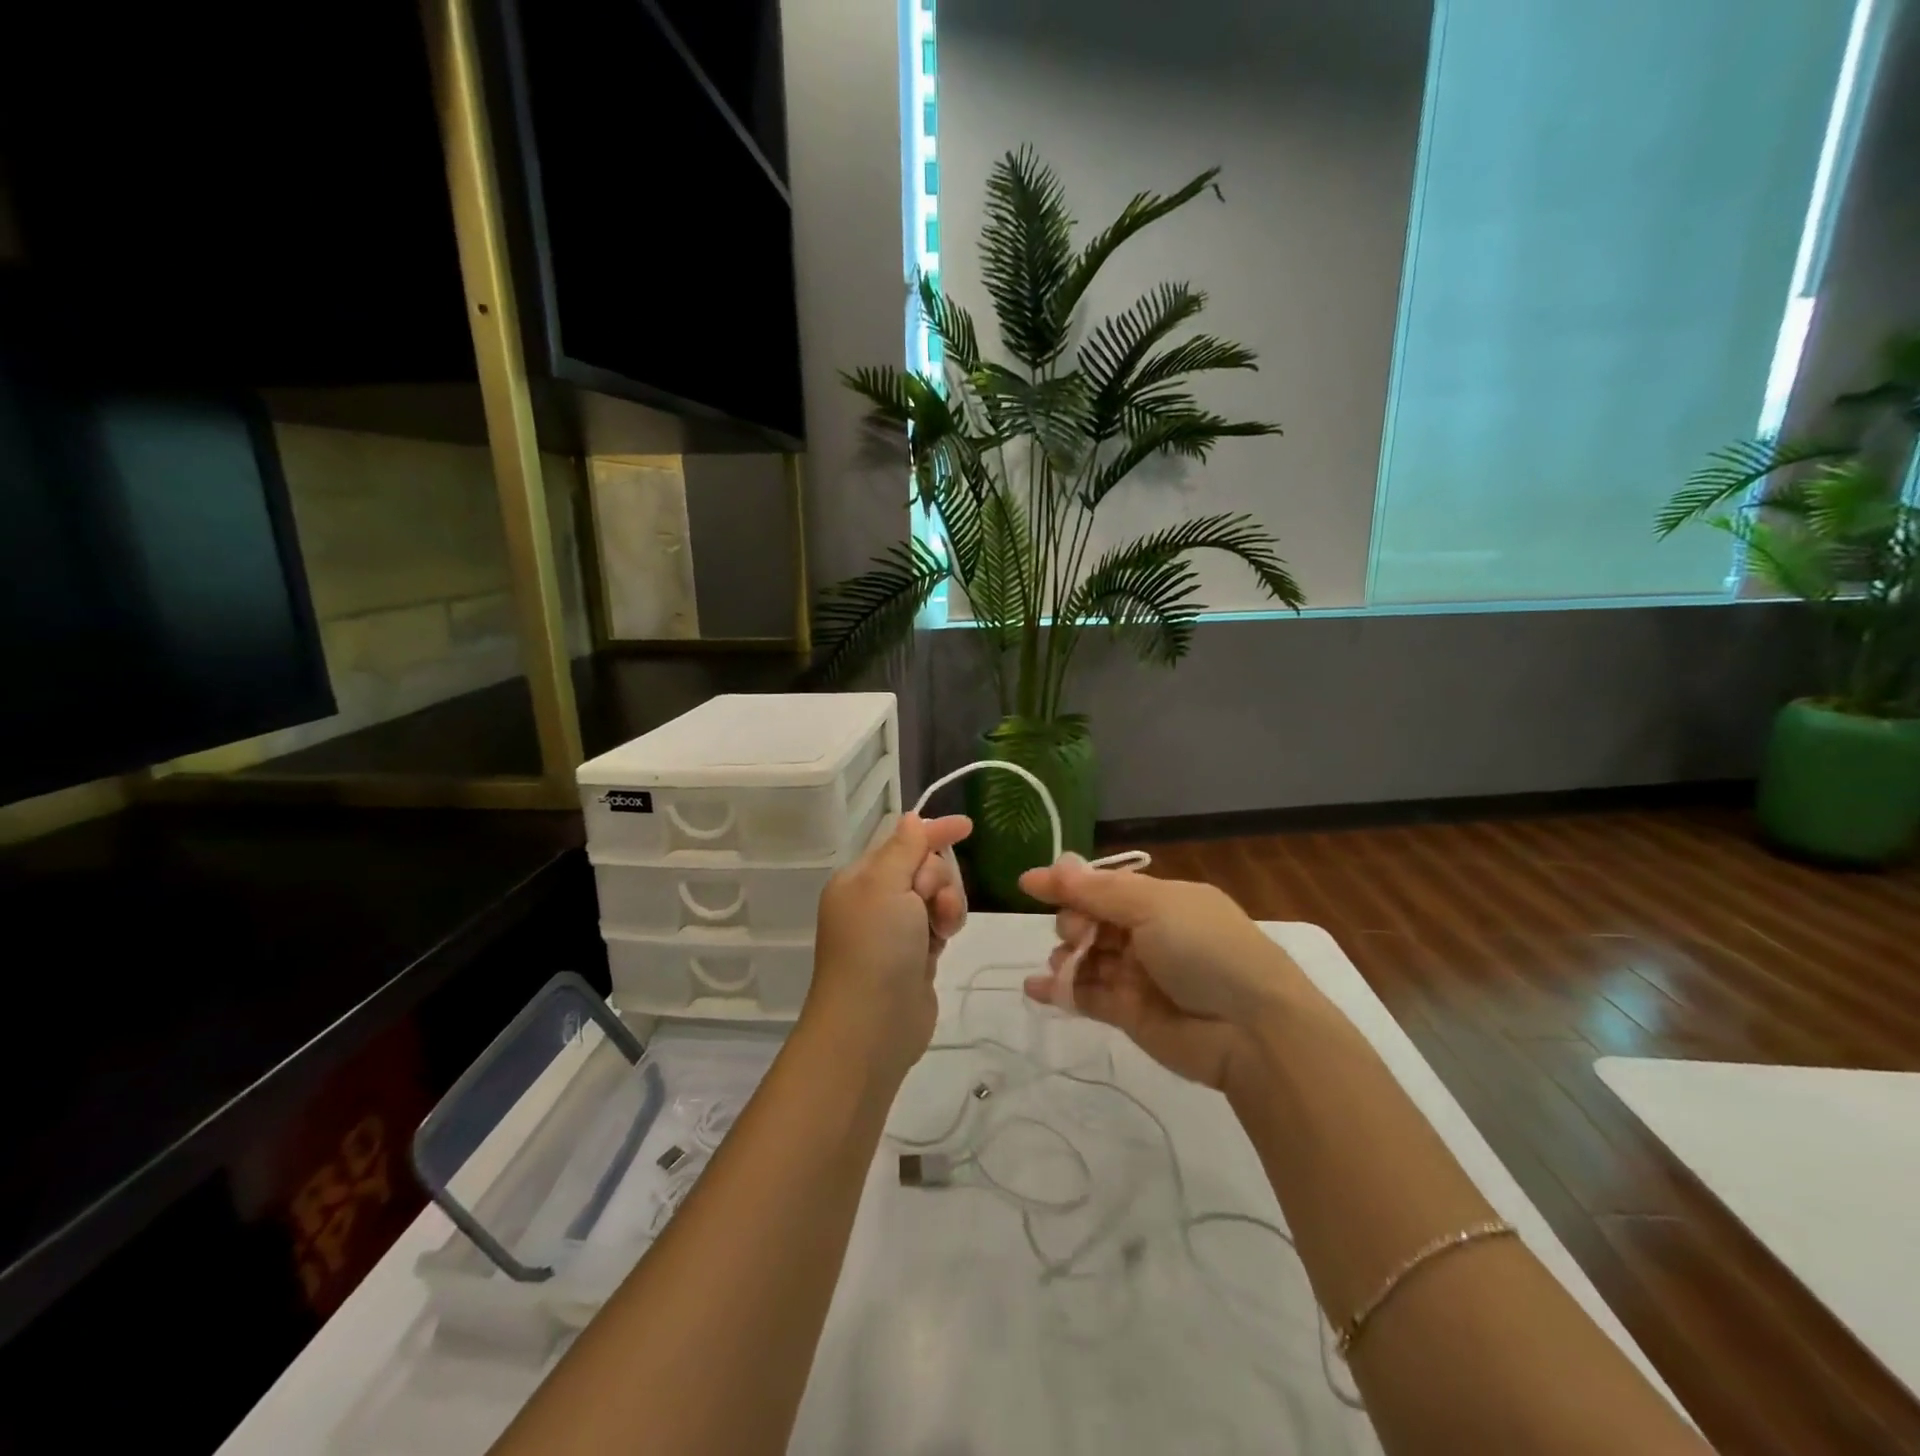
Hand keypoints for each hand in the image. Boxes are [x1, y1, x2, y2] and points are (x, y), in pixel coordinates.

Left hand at [806, 812, 971, 1081]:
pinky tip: (940, 945)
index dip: (934, 831)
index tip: (967, 825)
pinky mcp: (914, 956)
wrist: (871, 1027)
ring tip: (939, 931)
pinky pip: (939, 925)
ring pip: (937, 897)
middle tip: (928, 904)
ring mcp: (895, 930)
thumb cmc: (875, 948)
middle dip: (937, 879)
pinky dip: (945, 928)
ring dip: (946, 905)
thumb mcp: (885, 885)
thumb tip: (911, 818)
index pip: (902, 841)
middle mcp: (875, 900)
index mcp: (860, 878)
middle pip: (924, 867)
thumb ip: (904, 848)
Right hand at [1016, 857, 1315, 1091]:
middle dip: (1073, 921)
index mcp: (1160, 899)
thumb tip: (1047, 868)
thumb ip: (1095, 891)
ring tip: (1067, 963)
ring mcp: (1138, 975)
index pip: (1104, 886)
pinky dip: (1059, 990)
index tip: (1029, 884)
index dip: (1068, 884)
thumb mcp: (1153, 905)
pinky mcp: (1129, 1014)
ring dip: (1066, 955)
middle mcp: (1147, 934)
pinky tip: (1035, 987)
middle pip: (1090, 920)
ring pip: (1086, 958)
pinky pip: (1086, 996)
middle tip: (1078, 933)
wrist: (1250, 1029)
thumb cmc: (1204, 949)